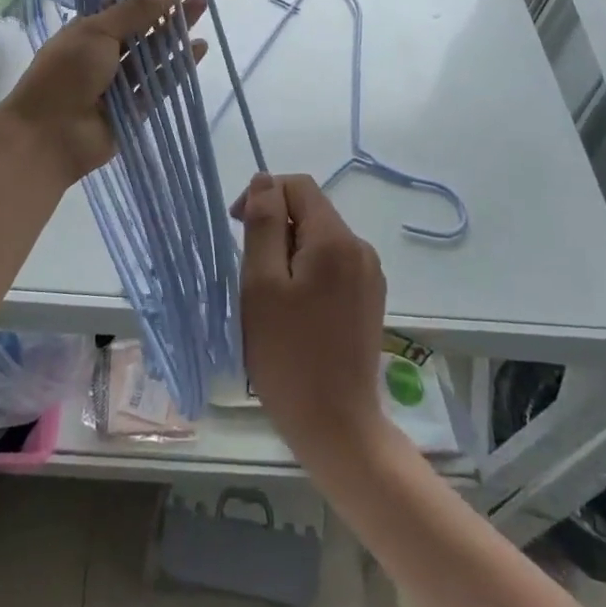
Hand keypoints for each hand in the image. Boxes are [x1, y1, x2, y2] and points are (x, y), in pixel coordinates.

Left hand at [0, 0, 206, 181]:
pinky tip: (199, 47)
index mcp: (89, 27)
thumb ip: (134, 12)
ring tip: (203, 5)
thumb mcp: (96, 32)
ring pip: (156, 49)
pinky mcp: (137, 105)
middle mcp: (106, 50)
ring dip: (178, 28)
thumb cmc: (65, 74)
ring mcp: (122, 79)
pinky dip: (180, 64)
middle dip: (169, 3)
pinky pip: (162, 81)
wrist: (49, 134)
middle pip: (144, 22)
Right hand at [236, 173, 387, 465]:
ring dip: (288, 252)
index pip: (297, 186)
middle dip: (274, 227)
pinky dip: (307, 272)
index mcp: (335, 239)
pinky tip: (293, 310)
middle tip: (249, 272)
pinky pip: (332, 265)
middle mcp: (360, 248)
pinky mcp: (369, 299)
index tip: (236, 228)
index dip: (262, 196)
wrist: (336, 426)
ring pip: (319, 239)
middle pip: (310, 211)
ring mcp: (369, 275)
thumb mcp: (261, 284)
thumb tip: (264, 180)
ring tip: (269, 296)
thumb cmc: (288, 355)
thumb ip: (263, 224)